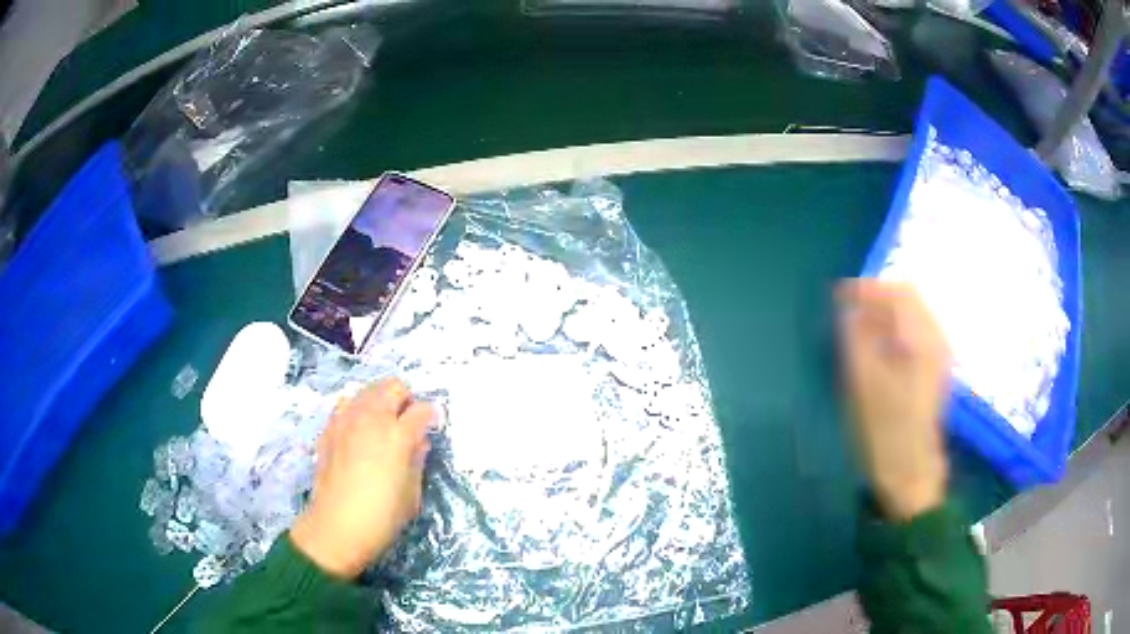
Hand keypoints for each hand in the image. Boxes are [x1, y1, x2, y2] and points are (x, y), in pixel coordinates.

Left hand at [290, 378, 432, 577]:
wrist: (335, 528)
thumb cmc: (382, 517)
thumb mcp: (412, 494)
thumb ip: (417, 461)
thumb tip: (418, 442)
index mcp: (398, 435)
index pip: (421, 410)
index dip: (430, 417)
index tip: (431, 428)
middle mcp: (371, 419)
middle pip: (392, 386)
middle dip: (405, 399)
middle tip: (407, 422)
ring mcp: (346, 421)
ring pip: (367, 390)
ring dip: (379, 402)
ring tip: (382, 426)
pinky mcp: (328, 429)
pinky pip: (346, 405)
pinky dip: (357, 411)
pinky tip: (359, 434)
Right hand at [836, 280, 950, 522]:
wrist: (909, 471)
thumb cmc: (884, 431)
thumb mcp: (863, 384)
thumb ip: (856, 338)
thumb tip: (848, 310)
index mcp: (922, 341)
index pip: (898, 293)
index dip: (866, 289)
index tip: (838, 296)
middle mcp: (936, 339)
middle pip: (909, 298)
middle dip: (876, 297)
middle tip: (845, 308)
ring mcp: (938, 354)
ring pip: (912, 314)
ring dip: (884, 312)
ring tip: (857, 324)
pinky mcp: (934, 368)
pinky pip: (914, 332)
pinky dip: (893, 328)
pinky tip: (876, 343)